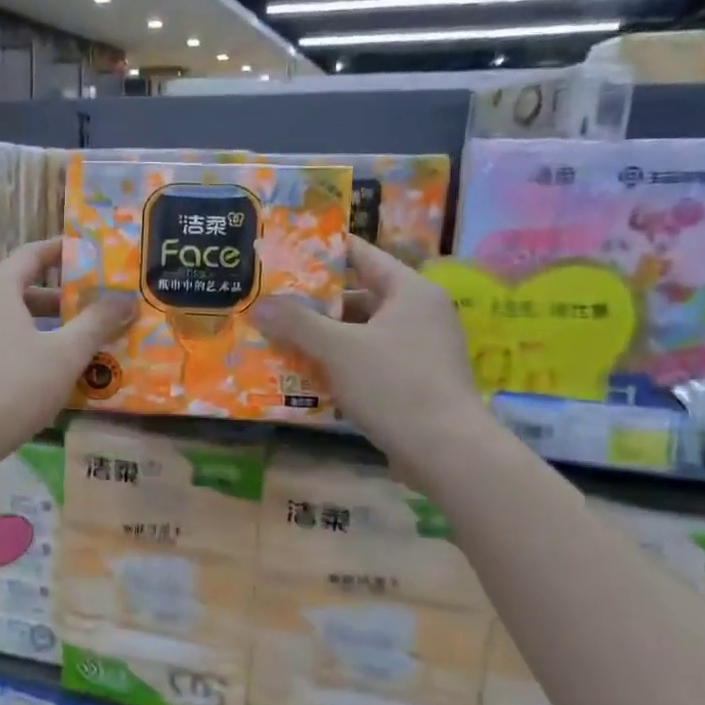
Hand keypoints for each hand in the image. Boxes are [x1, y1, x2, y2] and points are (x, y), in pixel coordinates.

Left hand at [0, 239, 134, 470]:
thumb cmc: (15, 384)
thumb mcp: (66, 353)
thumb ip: (97, 323)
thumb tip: (127, 298)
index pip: (32, 254)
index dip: (63, 250)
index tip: (91, 253)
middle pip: (25, 289)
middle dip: (63, 297)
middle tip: (97, 305)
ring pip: (15, 320)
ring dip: (49, 327)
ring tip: (84, 341)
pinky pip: (4, 344)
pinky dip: (31, 347)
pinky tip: (54, 372)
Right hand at [251, 239, 489, 483]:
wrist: (446, 452)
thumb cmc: (394, 386)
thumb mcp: (338, 349)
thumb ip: (297, 323)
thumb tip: (258, 304)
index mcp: (410, 292)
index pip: (363, 256)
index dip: (324, 252)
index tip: (286, 252)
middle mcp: (419, 314)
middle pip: (359, 297)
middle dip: (314, 304)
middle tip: (272, 304)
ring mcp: (420, 350)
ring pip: (361, 334)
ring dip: (323, 339)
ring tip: (279, 341)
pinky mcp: (414, 383)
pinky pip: (368, 362)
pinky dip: (339, 365)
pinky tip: (306, 377)